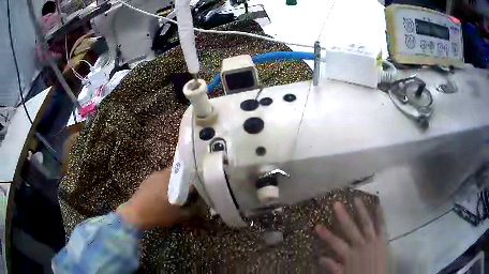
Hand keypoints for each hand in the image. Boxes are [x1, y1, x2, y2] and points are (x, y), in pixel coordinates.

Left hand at [116, 168, 190, 230]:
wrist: (135, 215)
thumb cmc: (158, 213)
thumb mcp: (178, 215)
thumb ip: (191, 210)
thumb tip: (198, 207)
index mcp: (170, 177)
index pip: (185, 172)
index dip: (192, 179)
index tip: (195, 188)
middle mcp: (161, 173)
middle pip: (175, 174)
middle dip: (181, 182)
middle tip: (186, 194)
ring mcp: (151, 177)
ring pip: (166, 178)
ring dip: (171, 185)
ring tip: (174, 197)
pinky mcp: (145, 183)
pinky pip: (157, 182)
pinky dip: (162, 188)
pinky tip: (162, 199)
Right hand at [315, 198, 386, 273]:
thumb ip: (333, 267)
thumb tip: (321, 258)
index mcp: (349, 255)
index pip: (335, 243)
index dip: (325, 235)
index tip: (317, 225)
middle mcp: (360, 245)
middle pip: (350, 229)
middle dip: (343, 216)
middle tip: (336, 203)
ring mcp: (373, 241)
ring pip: (366, 223)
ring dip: (361, 211)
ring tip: (356, 199)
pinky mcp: (382, 240)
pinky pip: (381, 226)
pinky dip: (380, 215)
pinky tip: (378, 205)